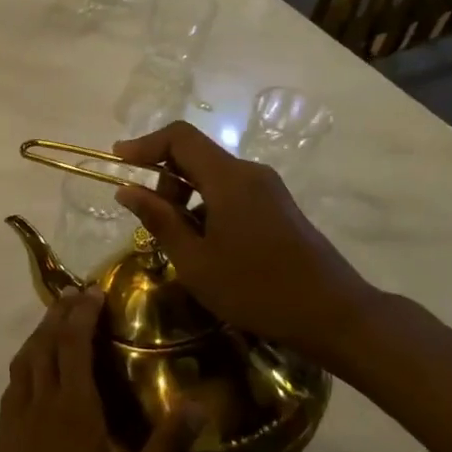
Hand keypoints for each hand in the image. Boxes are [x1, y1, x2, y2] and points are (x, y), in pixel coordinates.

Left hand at [0, 289, 201, 451]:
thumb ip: (165, 447)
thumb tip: (196, 405)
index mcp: (74, 407)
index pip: (74, 343)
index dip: (83, 313)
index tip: (94, 290)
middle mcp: (41, 399)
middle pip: (46, 342)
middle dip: (60, 312)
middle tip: (75, 293)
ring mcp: (16, 413)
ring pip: (25, 357)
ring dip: (39, 331)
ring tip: (54, 319)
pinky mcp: (2, 430)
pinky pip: (13, 379)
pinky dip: (25, 358)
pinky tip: (32, 367)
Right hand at [112, 121, 380, 361]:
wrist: (333, 314)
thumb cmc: (256, 289)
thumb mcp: (195, 261)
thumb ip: (159, 220)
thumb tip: (126, 190)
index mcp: (229, 179)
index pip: (180, 137)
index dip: (145, 143)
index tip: (117, 159)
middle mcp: (249, 173)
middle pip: (195, 155)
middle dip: (163, 179)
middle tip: (150, 219)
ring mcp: (267, 189)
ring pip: (212, 176)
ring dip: (184, 196)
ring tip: (177, 241)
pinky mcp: (277, 206)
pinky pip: (230, 192)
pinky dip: (206, 207)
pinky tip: (205, 246)